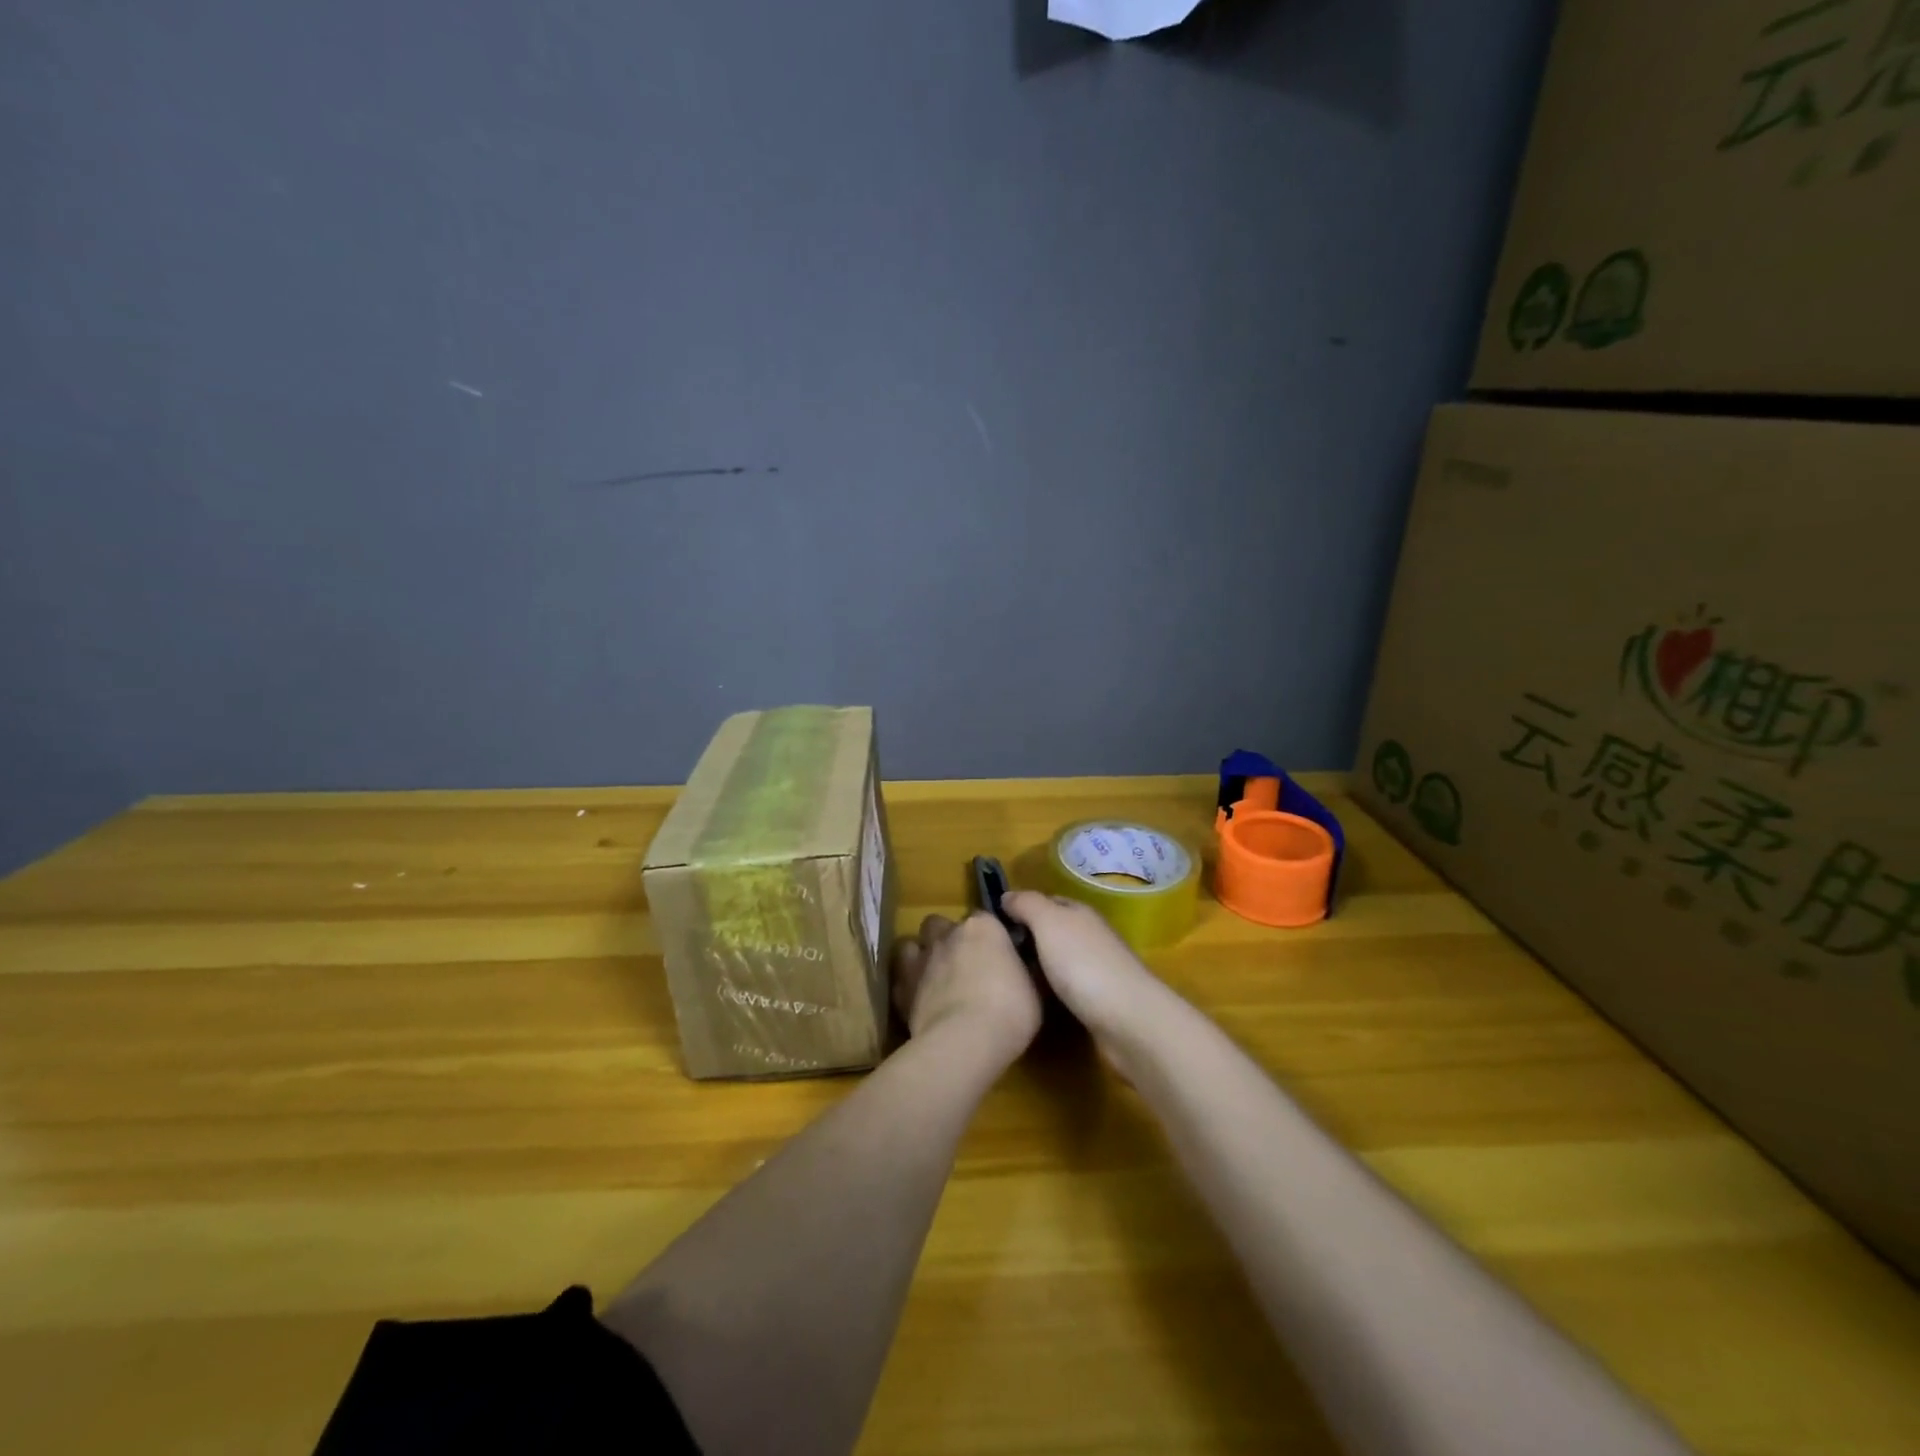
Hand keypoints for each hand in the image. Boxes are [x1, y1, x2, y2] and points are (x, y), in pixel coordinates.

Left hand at [891, 913, 1042, 1066]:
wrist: (965, 1041)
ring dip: (922, 955)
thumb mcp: (1034, 989)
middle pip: (941, 924)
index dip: (989, 937)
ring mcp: (921, 959)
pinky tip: (919, 1000)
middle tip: (962, 964)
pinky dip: (908, 985)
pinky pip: (901, 977)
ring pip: (913, 943)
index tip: (997, 955)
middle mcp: (949, 934)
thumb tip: (1020, 968)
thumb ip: (1022, 970)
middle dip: (948, 938)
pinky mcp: (902, 987)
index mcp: (984, 927)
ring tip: (934, 977)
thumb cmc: (1010, 1011)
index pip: (985, 918)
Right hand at [1000, 892, 1167, 1048]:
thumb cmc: (1083, 964)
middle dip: (1027, 938)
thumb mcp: (1049, 922)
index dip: (1021, 907)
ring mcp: (1097, 969)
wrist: (1127, 1020)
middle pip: (1053, 930)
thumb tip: (1006, 896)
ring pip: (1059, 959)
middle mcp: (1090, 936)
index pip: (1047, 900)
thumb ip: (1027, 904)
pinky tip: (1034, 999)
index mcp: (1080, 913)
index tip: (993, 923)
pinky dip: (1050, 989)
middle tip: (994, 953)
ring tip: (1007, 977)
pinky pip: (1066, 987)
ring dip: (1038, 966)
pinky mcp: (1098, 1001)